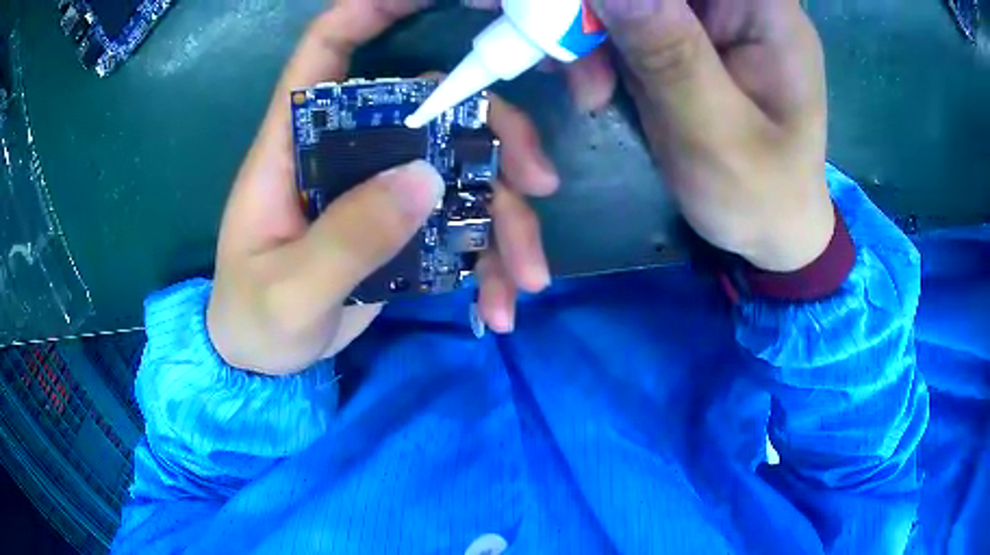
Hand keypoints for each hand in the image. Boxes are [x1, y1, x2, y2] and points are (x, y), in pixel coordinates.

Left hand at [207, 0, 556, 374]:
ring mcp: (380, 189)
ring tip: (528, 279)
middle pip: (434, 107)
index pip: (328, 48)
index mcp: (295, 144)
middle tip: (539, 185)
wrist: (263, 359)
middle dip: (498, 137)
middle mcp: (346, 150)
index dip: (374, 8)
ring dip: (507, 220)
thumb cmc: (253, 319)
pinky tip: (501, 305)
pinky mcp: (403, 228)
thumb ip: (346, 238)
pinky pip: (461, 226)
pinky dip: (491, 263)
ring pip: (464, 172)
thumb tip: (427, 178)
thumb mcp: (288, 291)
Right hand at [575, 0, 834, 271]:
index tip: (584, 15)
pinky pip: (623, 22)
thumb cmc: (760, 194)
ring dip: (588, 31)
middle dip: (596, 11)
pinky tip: (592, 85)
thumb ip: (669, 52)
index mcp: (764, 8)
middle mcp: (735, 2)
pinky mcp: (681, 40)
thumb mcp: (715, 130)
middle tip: (573, 58)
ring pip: (626, 1)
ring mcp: (705, 19)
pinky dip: (595, 46)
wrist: (769, 230)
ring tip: (589, 90)